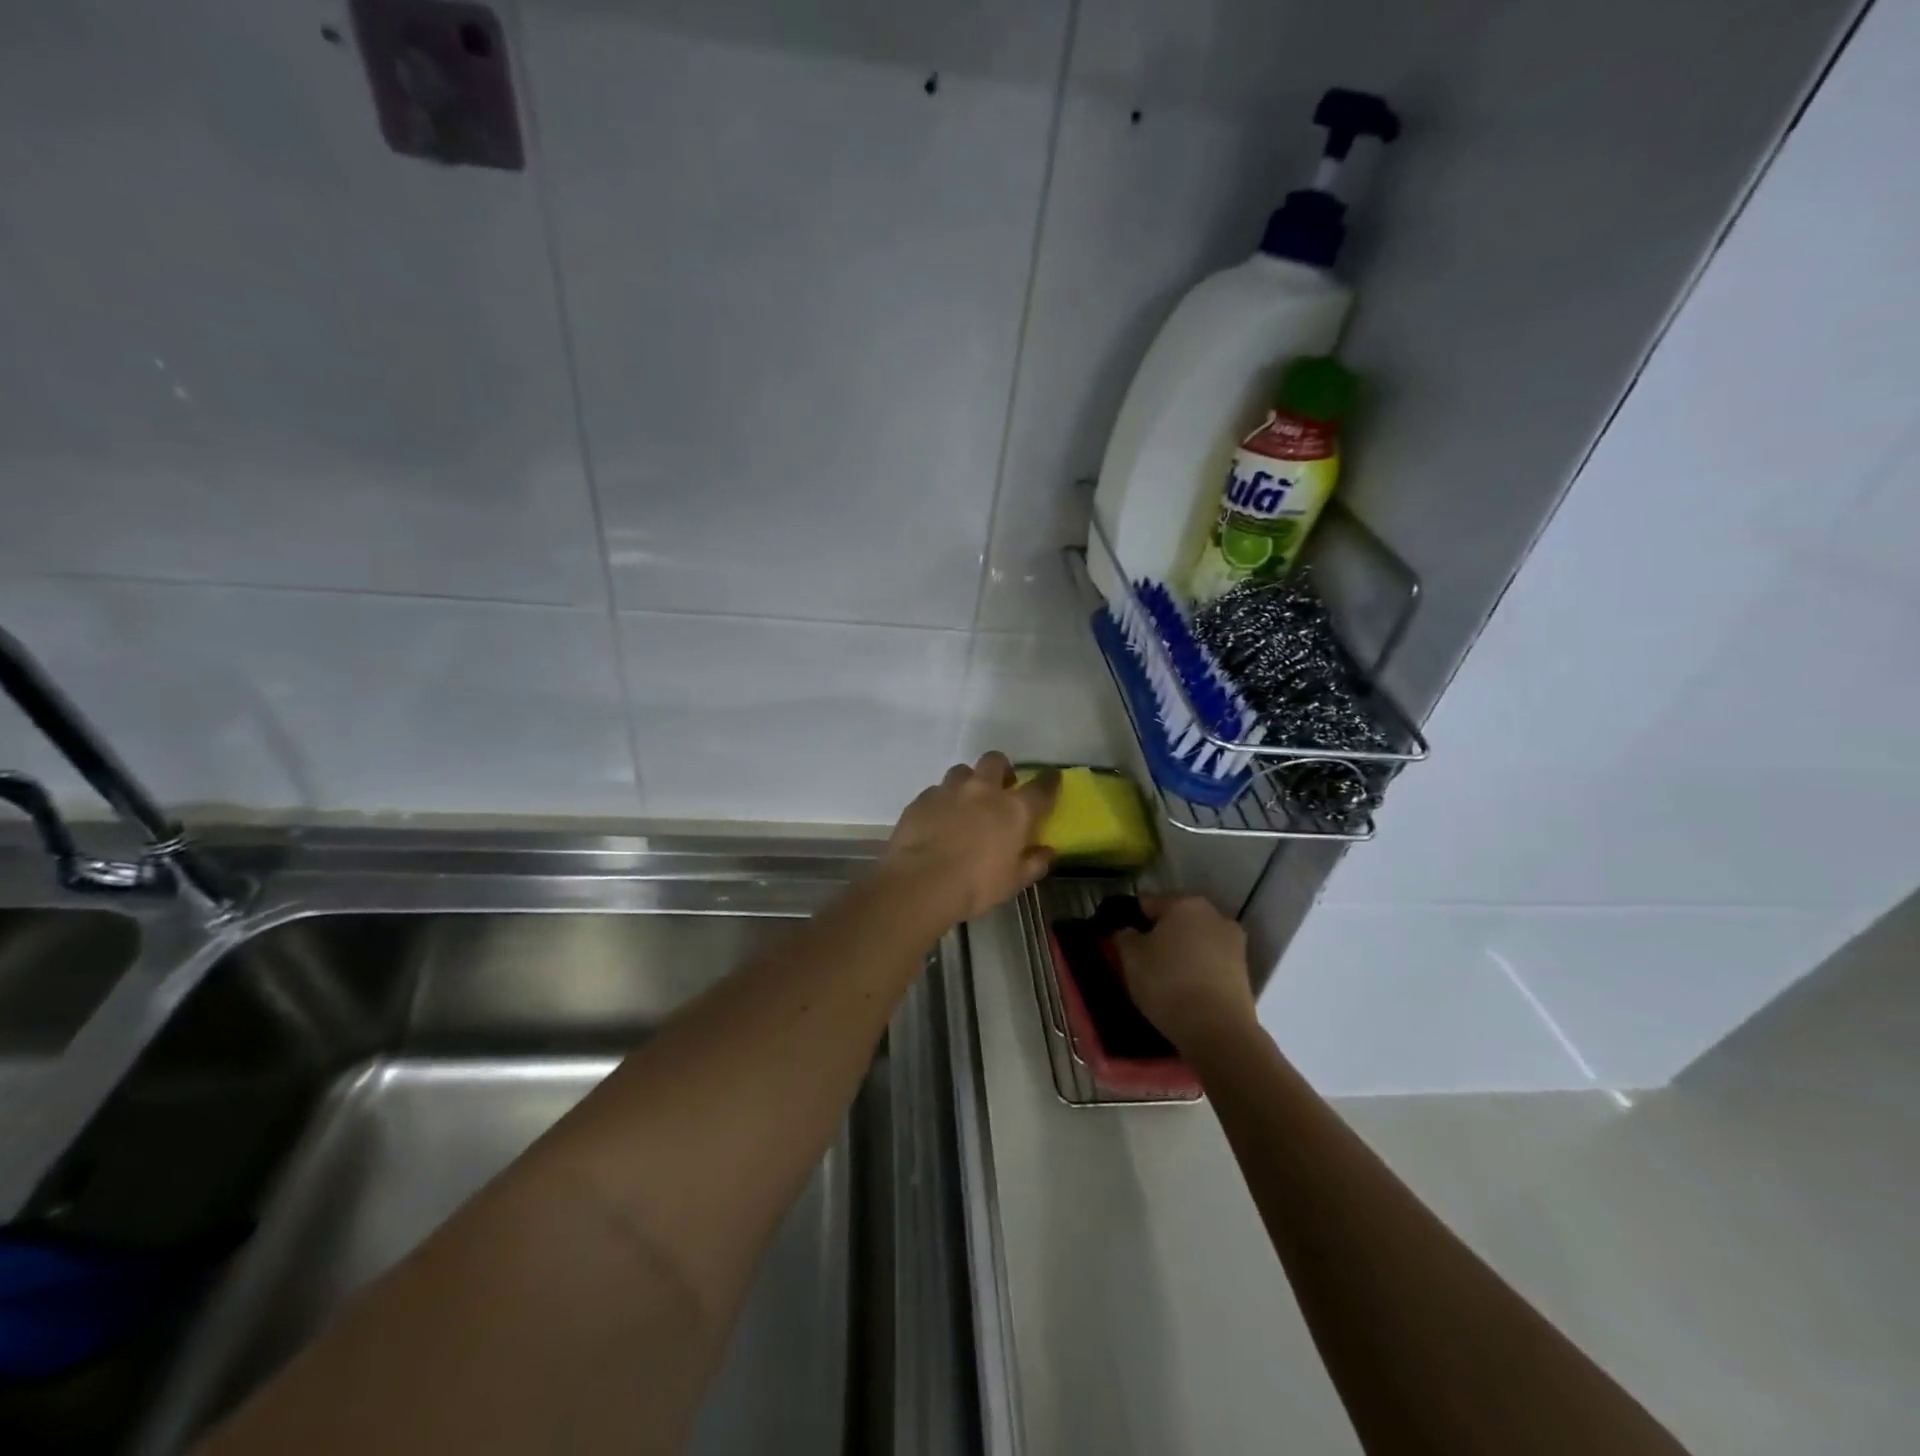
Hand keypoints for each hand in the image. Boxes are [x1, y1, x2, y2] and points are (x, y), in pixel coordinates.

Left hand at [883, 752, 1058, 923]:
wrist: (922, 882)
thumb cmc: (977, 885)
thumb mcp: (1014, 881)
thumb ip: (1034, 863)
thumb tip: (1048, 852)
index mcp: (1014, 809)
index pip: (1041, 787)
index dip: (1049, 780)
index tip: (1051, 778)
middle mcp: (983, 790)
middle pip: (995, 761)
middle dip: (1001, 769)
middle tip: (999, 788)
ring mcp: (950, 790)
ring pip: (962, 771)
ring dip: (968, 782)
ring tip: (965, 803)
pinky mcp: (922, 798)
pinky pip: (936, 790)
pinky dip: (942, 801)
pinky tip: (938, 819)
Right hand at [1113, 896, 1256, 1052]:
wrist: (1218, 1031)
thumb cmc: (1168, 984)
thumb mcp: (1131, 958)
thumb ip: (1125, 937)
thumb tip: (1129, 932)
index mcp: (1184, 903)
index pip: (1148, 902)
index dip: (1132, 918)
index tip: (1122, 939)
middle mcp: (1213, 914)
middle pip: (1177, 918)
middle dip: (1160, 933)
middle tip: (1142, 958)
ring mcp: (1233, 941)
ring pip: (1196, 939)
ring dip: (1182, 950)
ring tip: (1165, 976)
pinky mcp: (1244, 969)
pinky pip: (1211, 960)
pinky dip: (1198, 968)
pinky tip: (1186, 988)